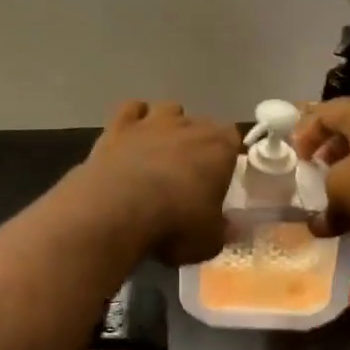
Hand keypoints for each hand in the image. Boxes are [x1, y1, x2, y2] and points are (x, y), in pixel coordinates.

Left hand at [80, 101, 240, 264]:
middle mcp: (188, 126)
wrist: (117, 210)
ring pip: (168, 108)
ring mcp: (152, 122)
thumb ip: (222, 229)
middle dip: (197, 141)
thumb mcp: (209, 241)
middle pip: (201, 123)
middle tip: (189, 170)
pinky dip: (134, 118)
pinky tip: (131, 136)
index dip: (226, 154)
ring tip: (160, 149)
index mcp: (219, 149)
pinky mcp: (118, 126)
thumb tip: (230, 226)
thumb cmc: (173, 225)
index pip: (232, 138)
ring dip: (168, 124)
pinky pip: (131, 108)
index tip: (220, 173)